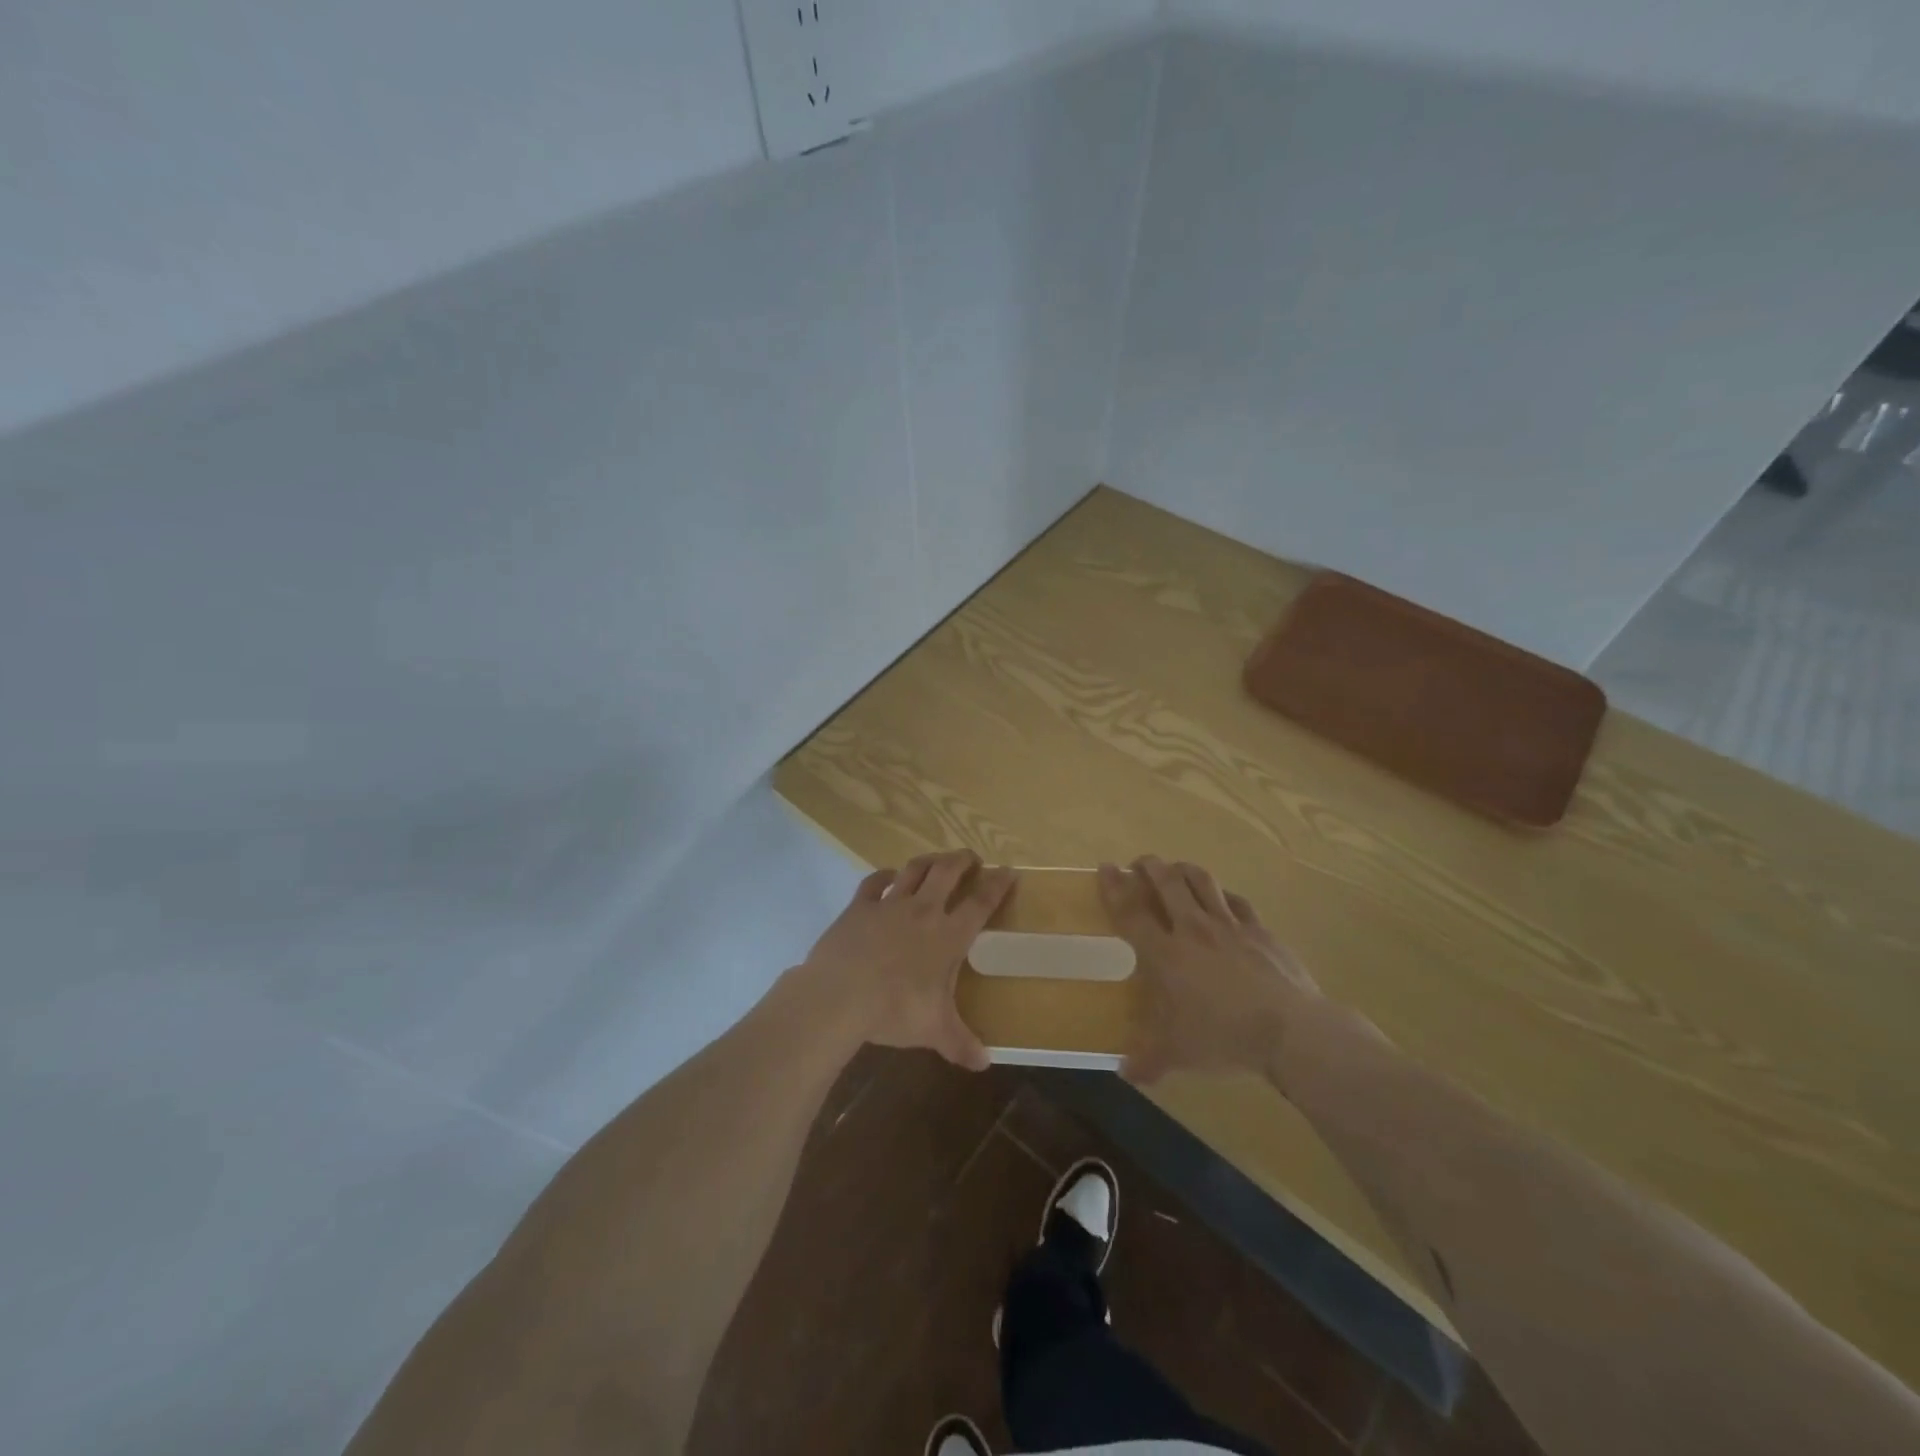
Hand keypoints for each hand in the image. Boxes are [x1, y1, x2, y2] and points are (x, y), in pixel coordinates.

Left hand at [801, 850, 1014, 1070]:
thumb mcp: (934, 1030)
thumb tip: (984, 1064)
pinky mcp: (859, 906)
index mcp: (948, 935)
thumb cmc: (895, 1010)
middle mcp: (923, 911)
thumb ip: (960, 1043)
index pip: (981, 902)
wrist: (840, 995)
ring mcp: (889, 904)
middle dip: (963, 860)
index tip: (1008, 872)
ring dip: (929, 860)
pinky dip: (884, 875)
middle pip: (948, 872)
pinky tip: (888, 876)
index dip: (997, 884)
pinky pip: (874, 881)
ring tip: (937, 859)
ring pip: (914, 869)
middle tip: (972, 857)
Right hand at [1098, 856, 1320, 1084]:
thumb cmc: (1224, 1038)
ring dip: (1183, 869)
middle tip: (1140, 864)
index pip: (1131, 912)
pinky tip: (1221, 897)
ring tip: (1175, 869)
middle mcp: (1193, 929)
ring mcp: (1229, 925)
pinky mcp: (1260, 929)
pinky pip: (1236, 900)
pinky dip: (1222, 893)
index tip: (1106, 867)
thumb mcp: (1179, 1055)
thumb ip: (1149, 1061)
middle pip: (1166, 883)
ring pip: (1201, 881)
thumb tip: (1125, 1073)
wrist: (1291, 1030)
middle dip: (1149, 866)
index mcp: (1166, 954)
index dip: (1115, 887)